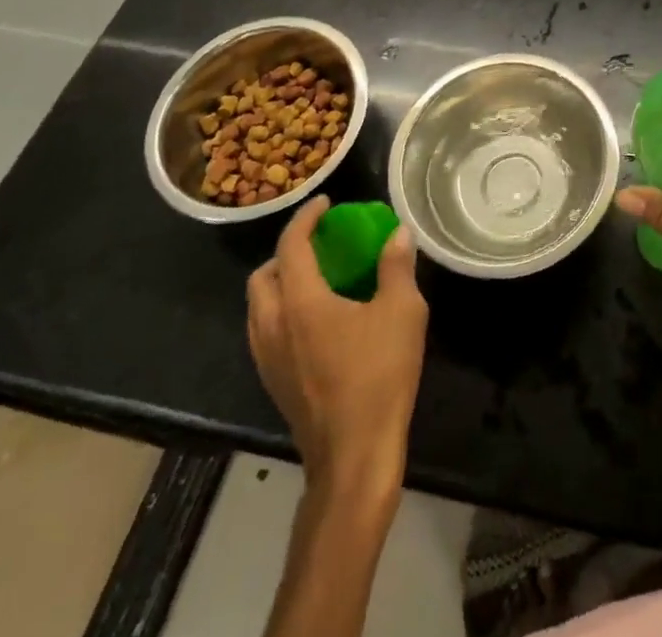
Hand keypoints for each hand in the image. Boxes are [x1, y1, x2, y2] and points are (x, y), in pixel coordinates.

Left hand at [246, 195, 428, 498]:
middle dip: (287, 252)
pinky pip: (265, 331)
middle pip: (263, 276)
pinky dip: (282, 312)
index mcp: (300, 302)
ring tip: (318, 279)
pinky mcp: (273, 382)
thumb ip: (396, 267)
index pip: (291, 245)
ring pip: (259, 307)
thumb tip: (397, 234)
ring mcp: (267, 358)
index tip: (326, 204)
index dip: (306, 218)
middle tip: (320, 245)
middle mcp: (273, 325)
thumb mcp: (402, 312)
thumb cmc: (378, 376)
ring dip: (281, 283)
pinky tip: (317, 321)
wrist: (353, 457)